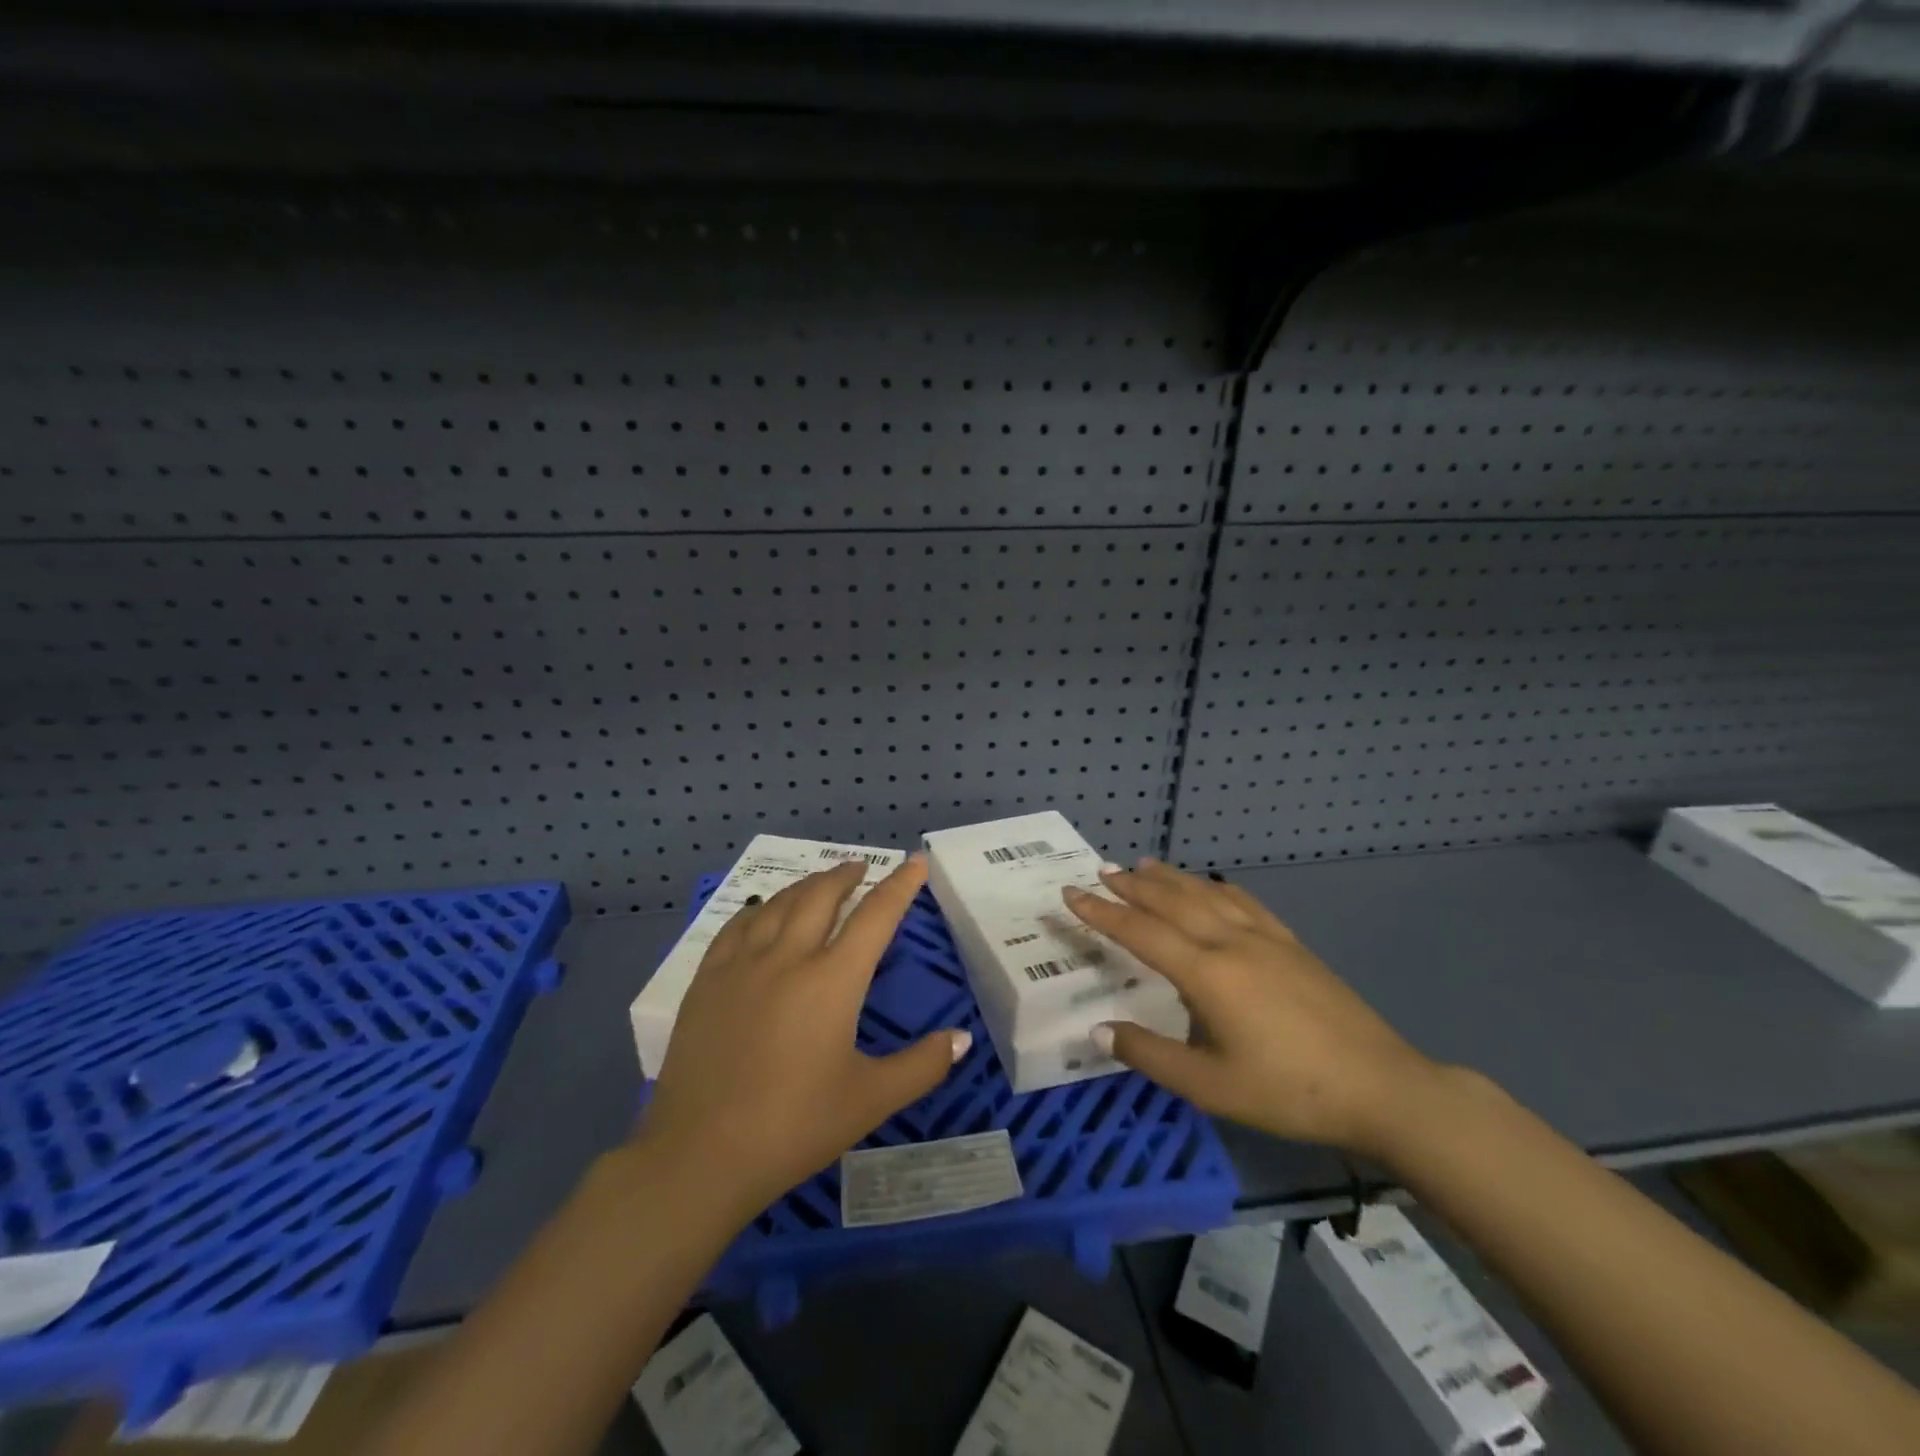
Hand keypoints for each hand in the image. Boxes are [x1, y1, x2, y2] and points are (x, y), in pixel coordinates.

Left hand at [638, 853, 968, 1223]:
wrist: (700, 1155)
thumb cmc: (793, 1127)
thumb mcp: (869, 1100)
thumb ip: (922, 1066)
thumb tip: (962, 1038)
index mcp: (833, 980)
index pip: (876, 916)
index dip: (900, 886)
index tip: (915, 862)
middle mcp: (788, 957)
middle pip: (822, 896)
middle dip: (846, 875)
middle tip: (861, 868)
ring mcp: (741, 965)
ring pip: (779, 904)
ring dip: (806, 886)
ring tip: (820, 882)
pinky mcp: (706, 981)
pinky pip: (736, 926)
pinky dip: (758, 909)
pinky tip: (761, 911)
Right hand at [1062, 860, 1442, 1159]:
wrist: (1382, 1087)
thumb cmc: (1290, 1091)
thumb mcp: (1210, 1087)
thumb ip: (1150, 1056)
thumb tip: (1098, 1030)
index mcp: (1206, 974)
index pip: (1140, 932)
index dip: (1101, 912)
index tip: (1071, 893)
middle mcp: (1230, 942)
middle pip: (1171, 901)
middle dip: (1131, 885)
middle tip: (1101, 871)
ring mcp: (1265, 938)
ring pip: (1205, 894)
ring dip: (1170, 878)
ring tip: (1143, 865)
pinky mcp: (1291, 944)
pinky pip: (1243, 901)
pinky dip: (1215, 887)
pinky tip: (1211, 885)